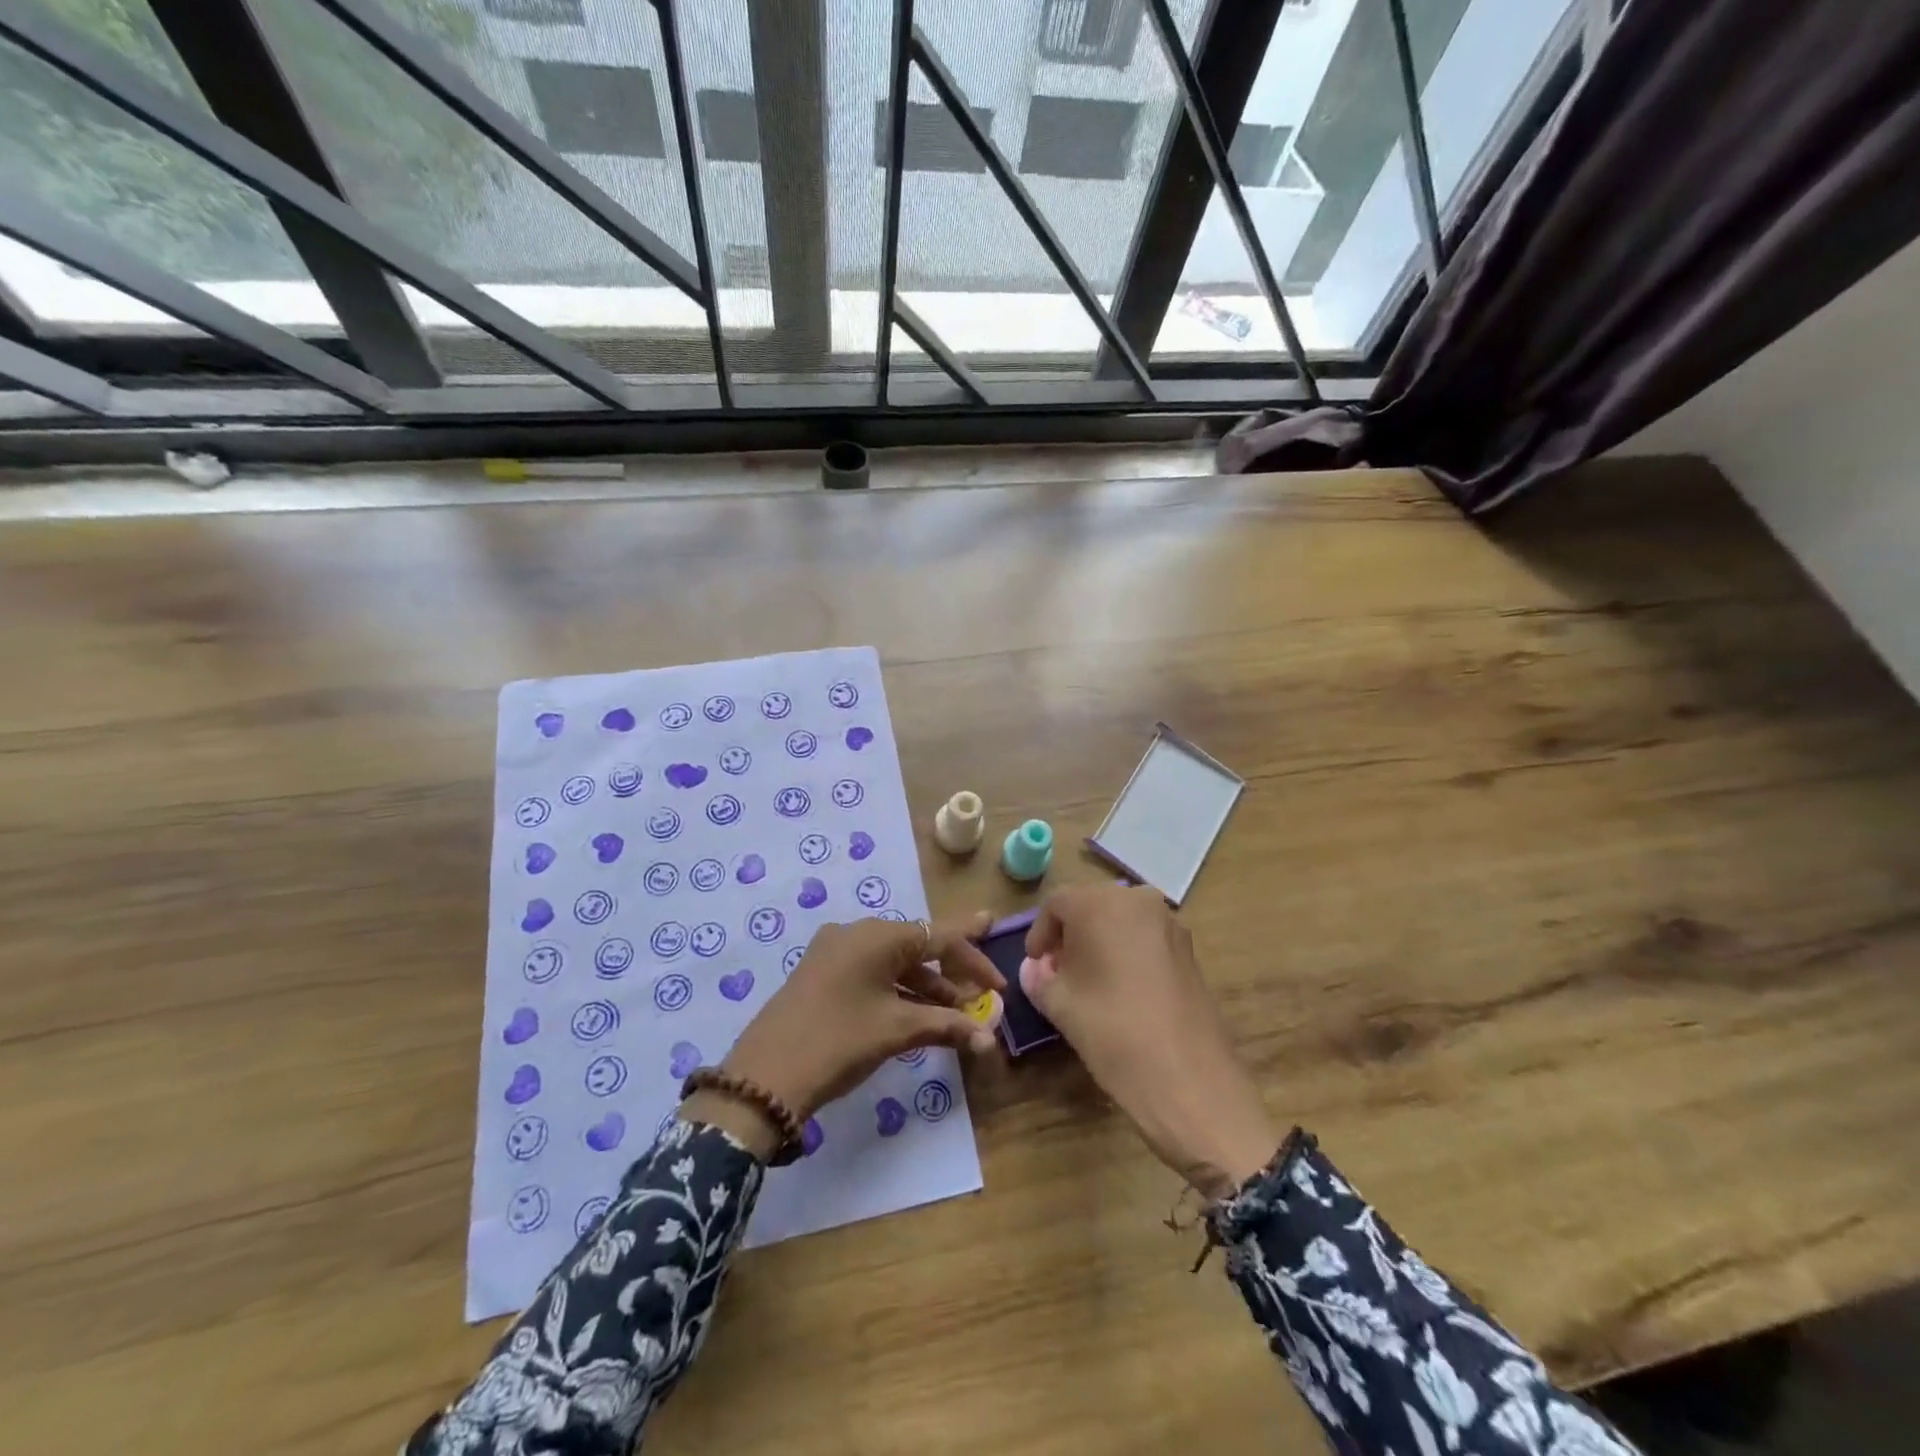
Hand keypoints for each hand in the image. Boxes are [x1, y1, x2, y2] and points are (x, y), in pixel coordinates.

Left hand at [685, 914, 1004, 1156]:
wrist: (762, 1078)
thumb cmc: (838, 1042)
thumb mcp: (896, 1031)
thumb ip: (947, 1026)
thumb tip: (989, 1039)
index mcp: (877, 935)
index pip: (939, 936)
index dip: (974, 956)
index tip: (1000, 972)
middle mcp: (856, 933)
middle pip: (918, 947)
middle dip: (952, 975)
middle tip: (982, 999)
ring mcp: (835, 952)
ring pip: (894, 963)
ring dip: (927, 988)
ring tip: (955, 1017)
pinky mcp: (821, 974)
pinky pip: (872, 974)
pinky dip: (899, 992)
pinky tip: (918, 1016)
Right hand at [1024, 884, 1277, 1198]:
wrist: (1189, 1079)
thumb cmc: (1112, 1031)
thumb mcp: (1060, 1005)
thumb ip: (1039, 979)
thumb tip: (1035, 968)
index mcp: (1100, 903)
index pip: (1056, 904)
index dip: (1040, 934)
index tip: (1035, 965)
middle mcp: (1137, 900)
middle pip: (1091, 906)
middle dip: (1070, 935)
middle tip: (1057, 972)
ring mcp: (1169, 923)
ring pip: (1121, 920)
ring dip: (1099, 942)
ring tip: (1088, 983)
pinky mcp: (1189, 949)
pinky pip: (1145, 938)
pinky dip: (1127, 952)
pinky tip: (1121, 990)